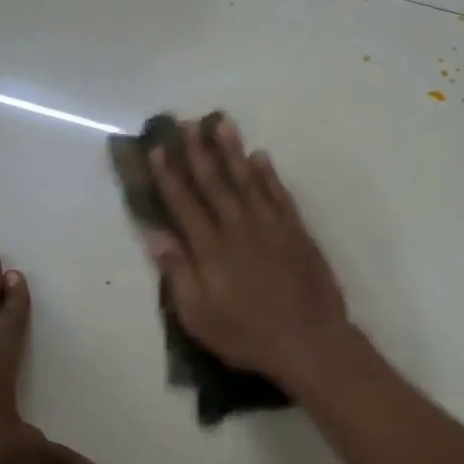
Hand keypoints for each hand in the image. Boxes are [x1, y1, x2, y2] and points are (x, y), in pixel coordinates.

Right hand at [145, 120, 351, 385]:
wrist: (308, 341)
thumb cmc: (247, 334)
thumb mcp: (199, 316)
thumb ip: (177, 273)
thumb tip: (155, 235)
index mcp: (211, 249)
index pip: (184, 203)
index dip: (169, 175)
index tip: (158, 149)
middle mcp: (238, 227)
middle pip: (214, 182)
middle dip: (198, 151)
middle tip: (187, 123)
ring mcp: (271, 226)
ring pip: (247, 179)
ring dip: (232, 151)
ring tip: (221, 123)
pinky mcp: (296, 231)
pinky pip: (279, 194)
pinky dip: (268, 174)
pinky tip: (260, 157)